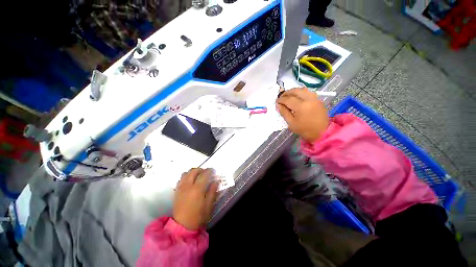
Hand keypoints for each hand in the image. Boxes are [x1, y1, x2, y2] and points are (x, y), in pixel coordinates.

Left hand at [173, 168, 218, 230]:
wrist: (182, 226)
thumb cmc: (198, 217)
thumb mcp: (209, 206)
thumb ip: (212, 192)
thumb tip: (215, 182)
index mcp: (197, 189)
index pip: (204, 174)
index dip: (209, 170)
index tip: (213, 170)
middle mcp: (188, 185)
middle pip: (194, 171)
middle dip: (201, 169)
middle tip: (206, 173)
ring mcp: (181, 187)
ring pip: (186, 173)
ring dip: (193, 171)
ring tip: (198, 175)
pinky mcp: (176, 190)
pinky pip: (181, 178)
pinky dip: (186, 176)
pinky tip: (190, 181)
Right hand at [276, 88, 329, 142]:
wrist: (322, 132)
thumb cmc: (304, 129)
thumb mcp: (291, 123)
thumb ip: (284, 112)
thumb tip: (278, 105)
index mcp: (301, 106)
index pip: (288, 99)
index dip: (281, 100)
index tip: (276, 101)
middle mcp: (308, 99)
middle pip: (295, 91)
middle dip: (286, 93)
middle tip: (281, 97)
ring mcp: (314, 98)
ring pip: (302, 89)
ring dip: (293, 91)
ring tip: (288, 96)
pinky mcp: (318, 99)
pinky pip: (307, 92)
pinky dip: (300, 92)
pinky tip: (296, 97)